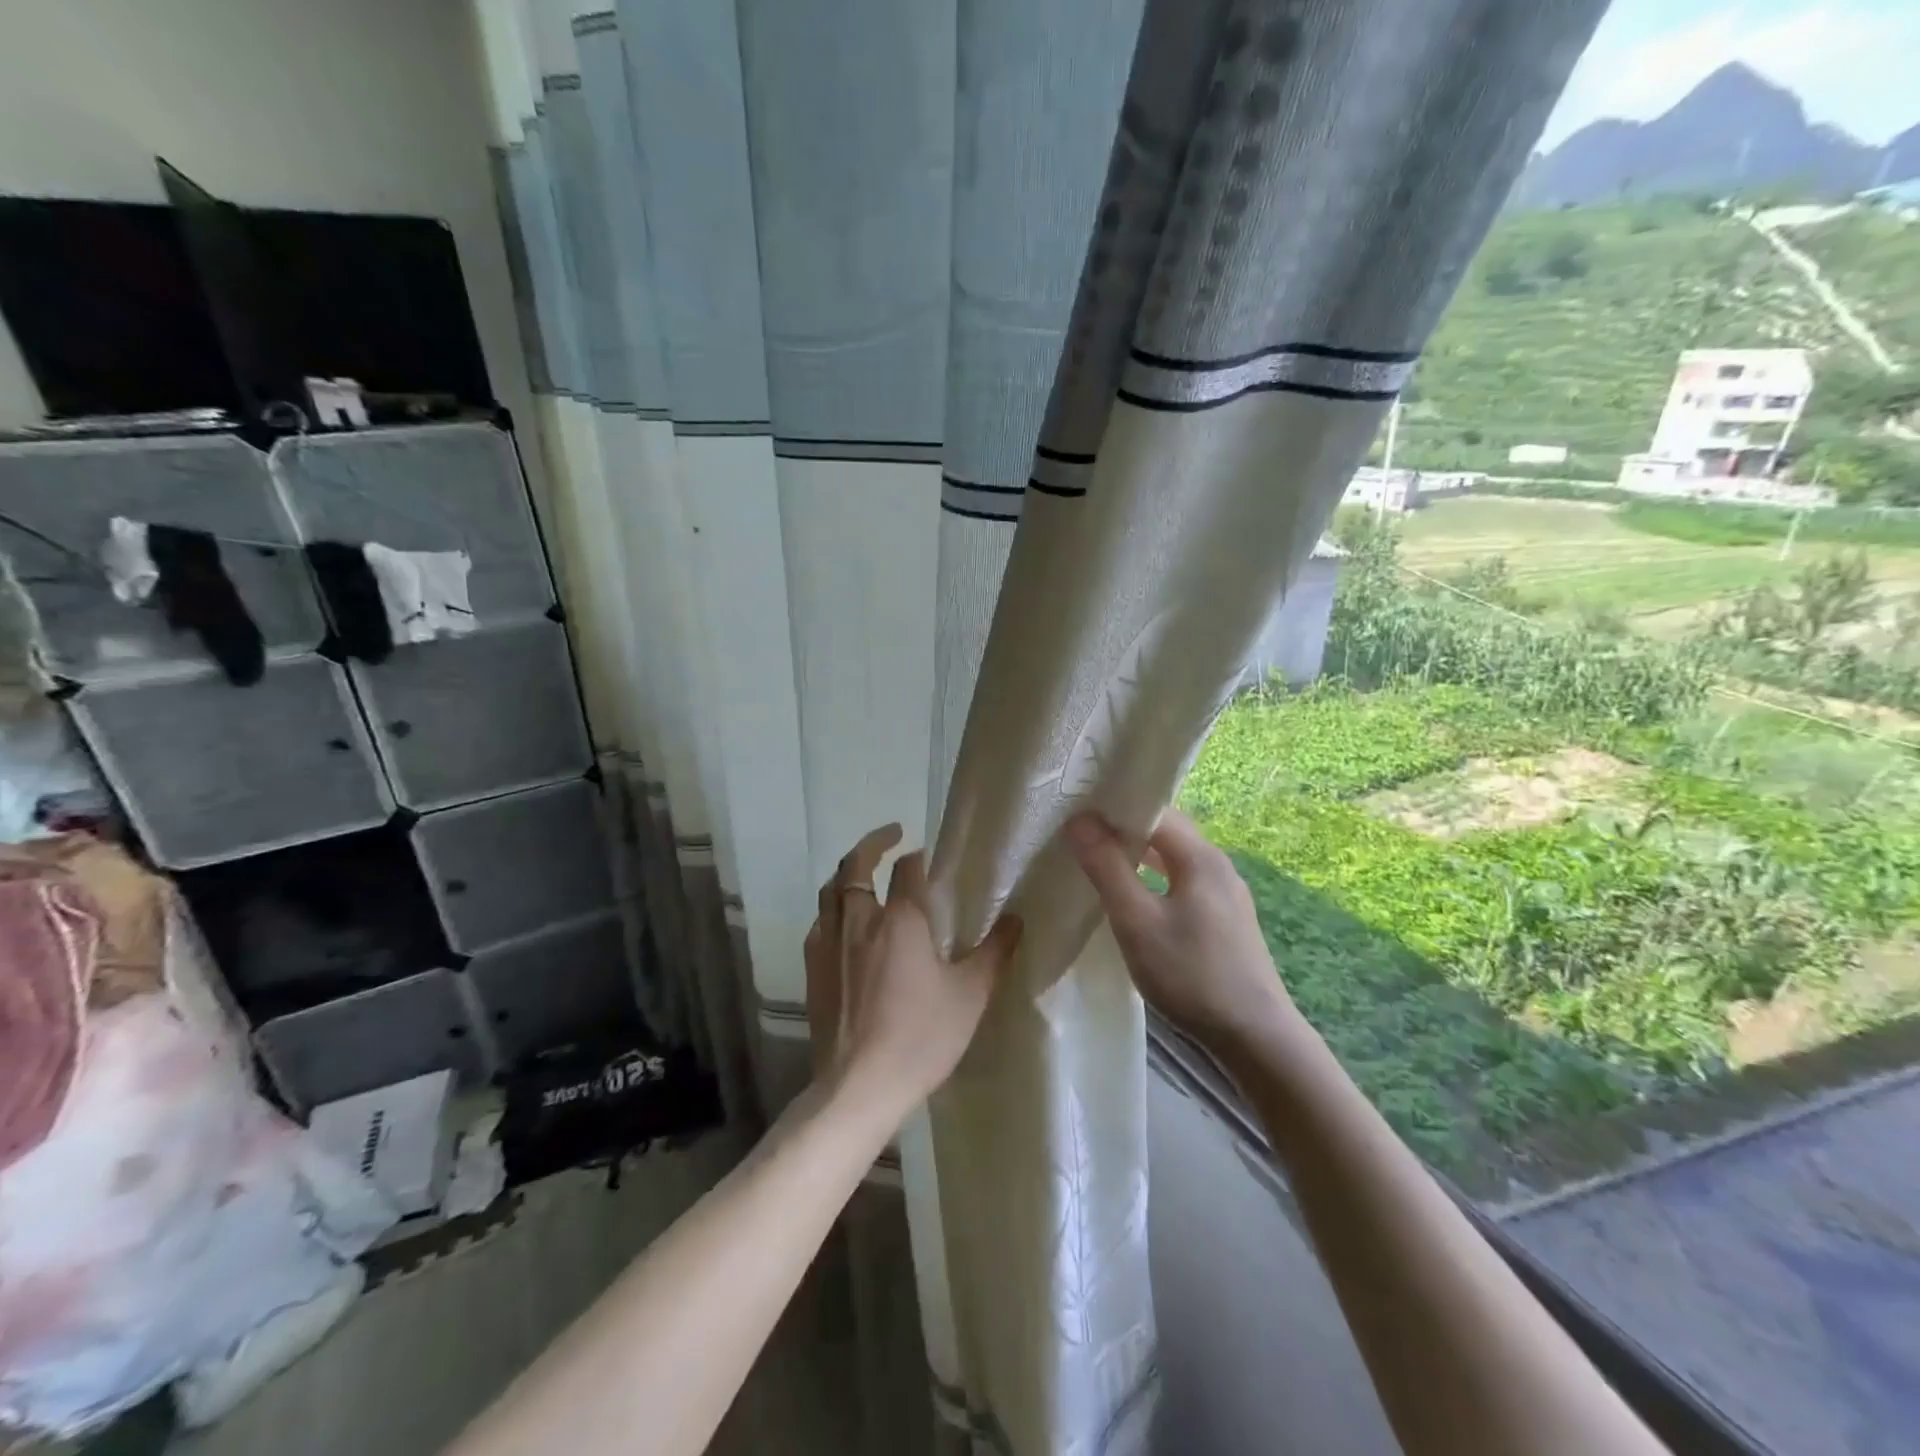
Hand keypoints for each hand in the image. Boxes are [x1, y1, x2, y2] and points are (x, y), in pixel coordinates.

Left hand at [804, 824, 1020, 1118]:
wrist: (859, 1086)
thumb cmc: (921, 1037)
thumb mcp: (971, 995)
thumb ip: (994, 952)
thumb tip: (1016, 919)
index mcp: (900, 919)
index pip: (907, 869)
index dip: (917, 857)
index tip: (924, 855)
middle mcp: (860, 920)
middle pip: (855, 865)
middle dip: (872, 844)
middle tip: (890, 836)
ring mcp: (830, 943)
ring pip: (831, 891)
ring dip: (848, 873)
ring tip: (863, 873)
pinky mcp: (813, 968)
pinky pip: (820, 922)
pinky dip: (833, 909)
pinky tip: (843, 923)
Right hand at [1065, 808, 1296, 1051]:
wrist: (1255, 1037)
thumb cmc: (1191, 974)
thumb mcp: (1137, 921)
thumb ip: (1107, 867)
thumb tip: (1079, 819)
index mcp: (1201, 856)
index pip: (1155, 811)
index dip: (1115, 810)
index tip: (1077, 817)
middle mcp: (1218, 865)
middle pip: (1166, 832)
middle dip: (1125, 831)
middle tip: (1082, 839)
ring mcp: (1226, 894)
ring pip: (1175, 860)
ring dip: (1139, 858)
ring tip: (1101, 866)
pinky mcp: (1226, 920)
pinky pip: (1184, 883)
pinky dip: (1155, 881)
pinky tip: (1136, 901)